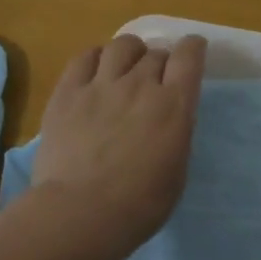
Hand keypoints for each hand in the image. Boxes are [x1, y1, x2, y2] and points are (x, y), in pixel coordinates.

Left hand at [30, 33, 207, 251]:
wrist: (81, 213)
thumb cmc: (139, 205)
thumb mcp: (177, 170)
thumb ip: (176, 134)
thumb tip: (169, 119)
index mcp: (174, 106)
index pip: (189, 57)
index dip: (192, 48)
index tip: (193, 50)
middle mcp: (140, 85)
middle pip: (155, 53)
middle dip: (160, 61)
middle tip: (155, 78)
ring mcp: (101, 85)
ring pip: (121, 46)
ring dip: (130, 52)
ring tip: (126, 66)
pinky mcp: (67, 92)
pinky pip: (84, 57)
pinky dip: (96, 57)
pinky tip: (96, 69)